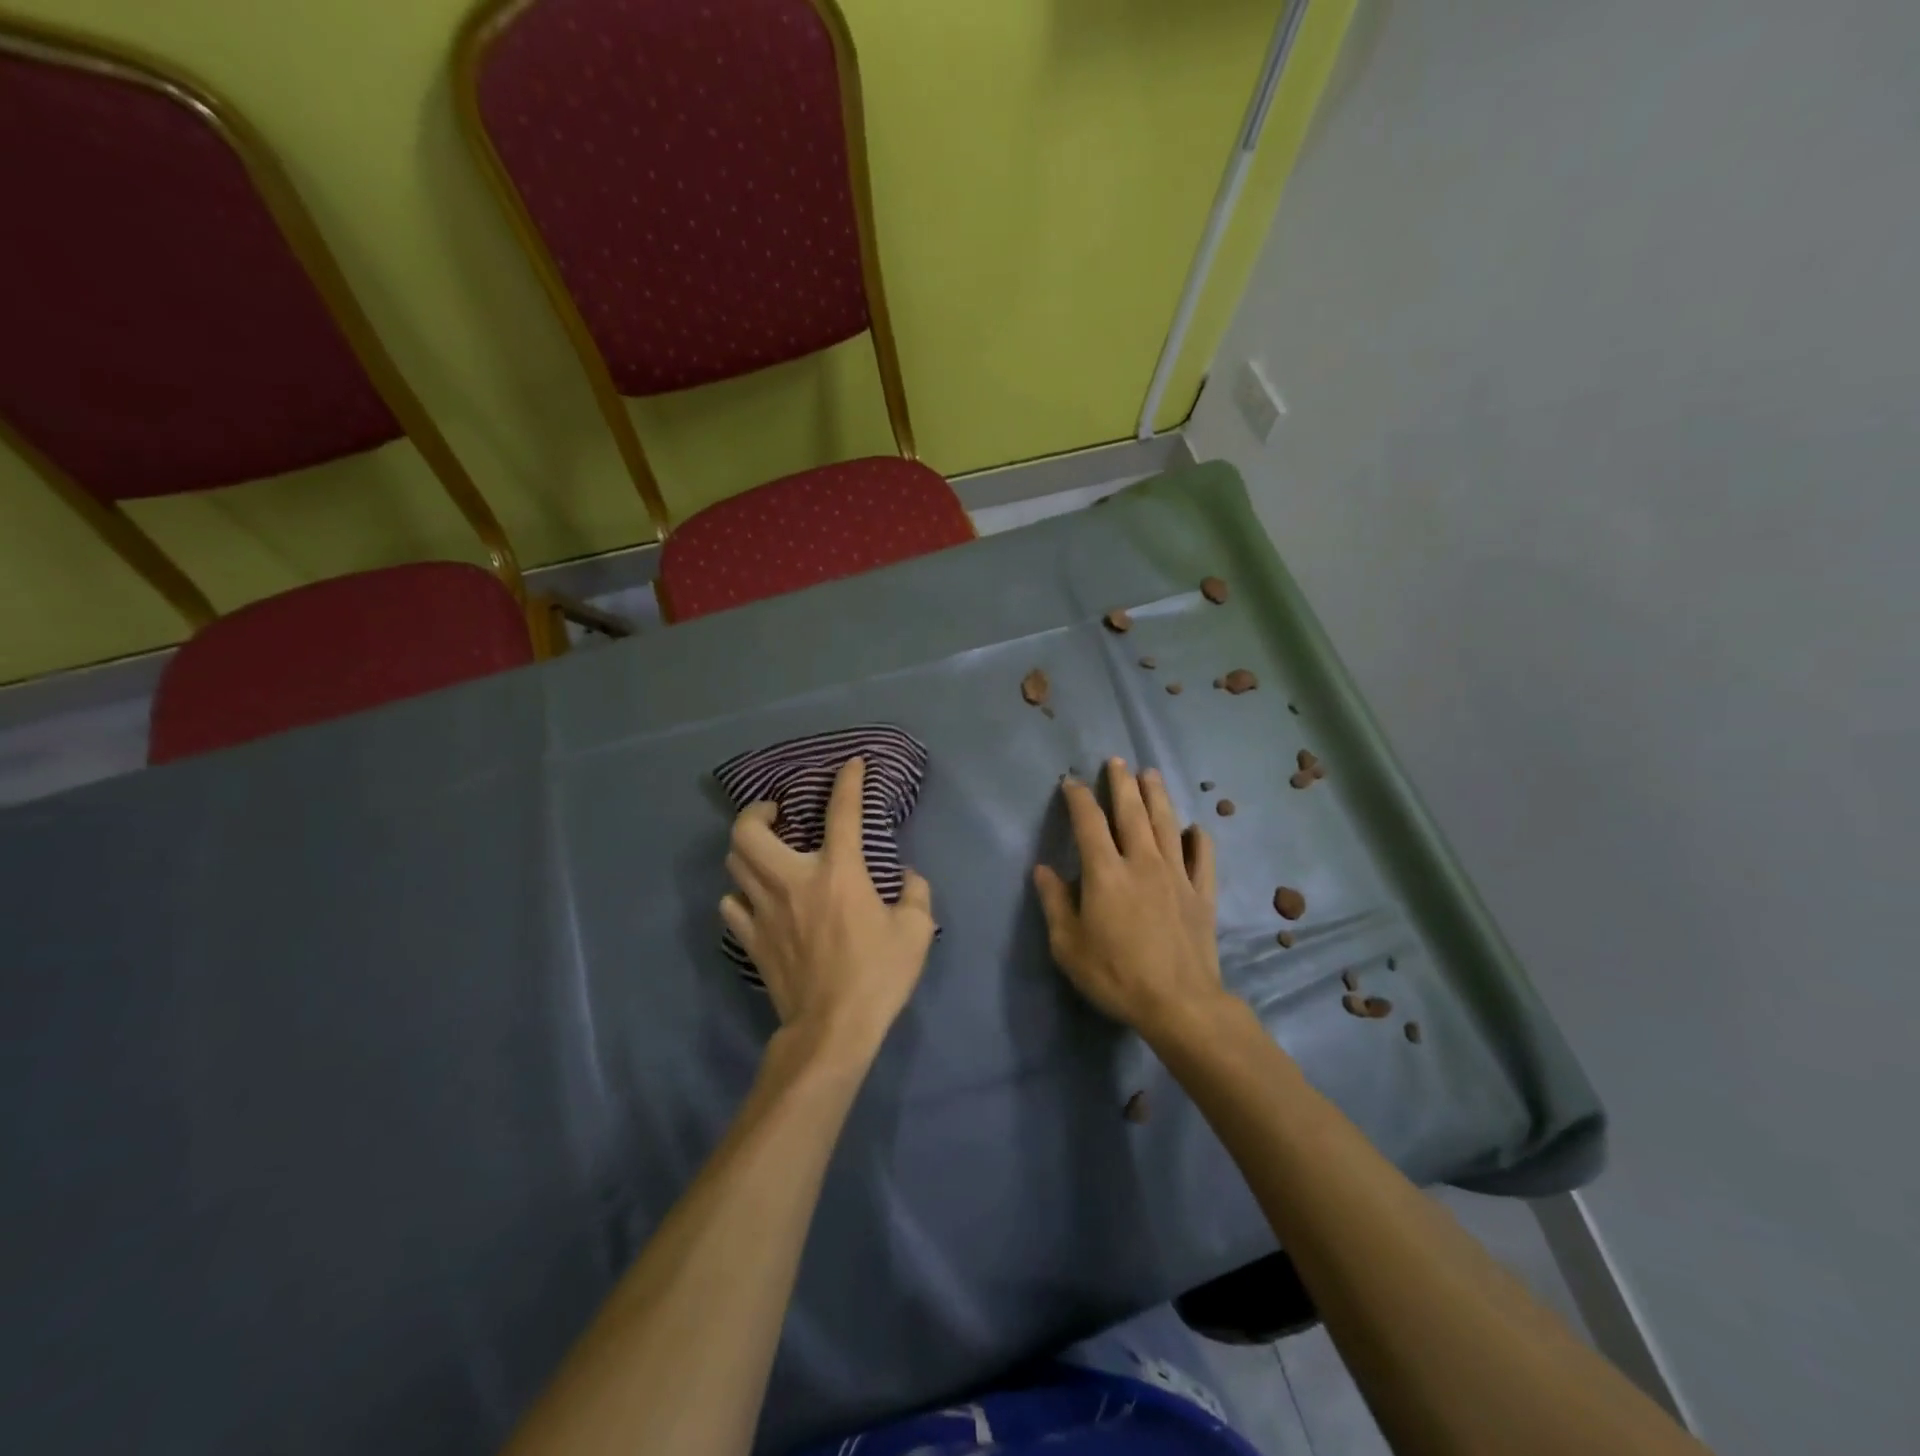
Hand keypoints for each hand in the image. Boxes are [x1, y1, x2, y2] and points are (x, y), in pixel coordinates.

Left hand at [722, 757, 935, 1061]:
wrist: (832, 1029)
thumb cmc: (877, 976)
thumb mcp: (916, 931)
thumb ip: (916, 894)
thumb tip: (908, 877)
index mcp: (838, 872)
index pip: (841, 812)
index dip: (847, 782)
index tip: (851, 765)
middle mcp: (792, 881)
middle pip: (748, 831)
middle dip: (758, 811)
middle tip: (777, 812)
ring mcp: (764, 911)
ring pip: (734, 863)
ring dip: (748, 848)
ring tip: (768, 851)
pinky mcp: (751, 940)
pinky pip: (731, 905)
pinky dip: (741, 894)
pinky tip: (757, 898)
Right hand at [1033, 758, 1228, 1037]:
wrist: (1179, 1004)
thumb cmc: (1115, 974)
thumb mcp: (1068, 945)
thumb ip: (1055, 903)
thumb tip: (1043, 870)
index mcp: (1106, 872)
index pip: (1089, 822)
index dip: (1078, 798)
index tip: (1071, 782)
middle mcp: (1142, 862)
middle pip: (1132, 812)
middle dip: (1122, 783)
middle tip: (1117, 760)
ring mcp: (1177, 875)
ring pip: (1166, 824)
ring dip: (1157, 795)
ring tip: (1150, 773)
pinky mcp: (1202, 894)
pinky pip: (1203, 858)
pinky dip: (1199, 838)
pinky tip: (1195, 828)